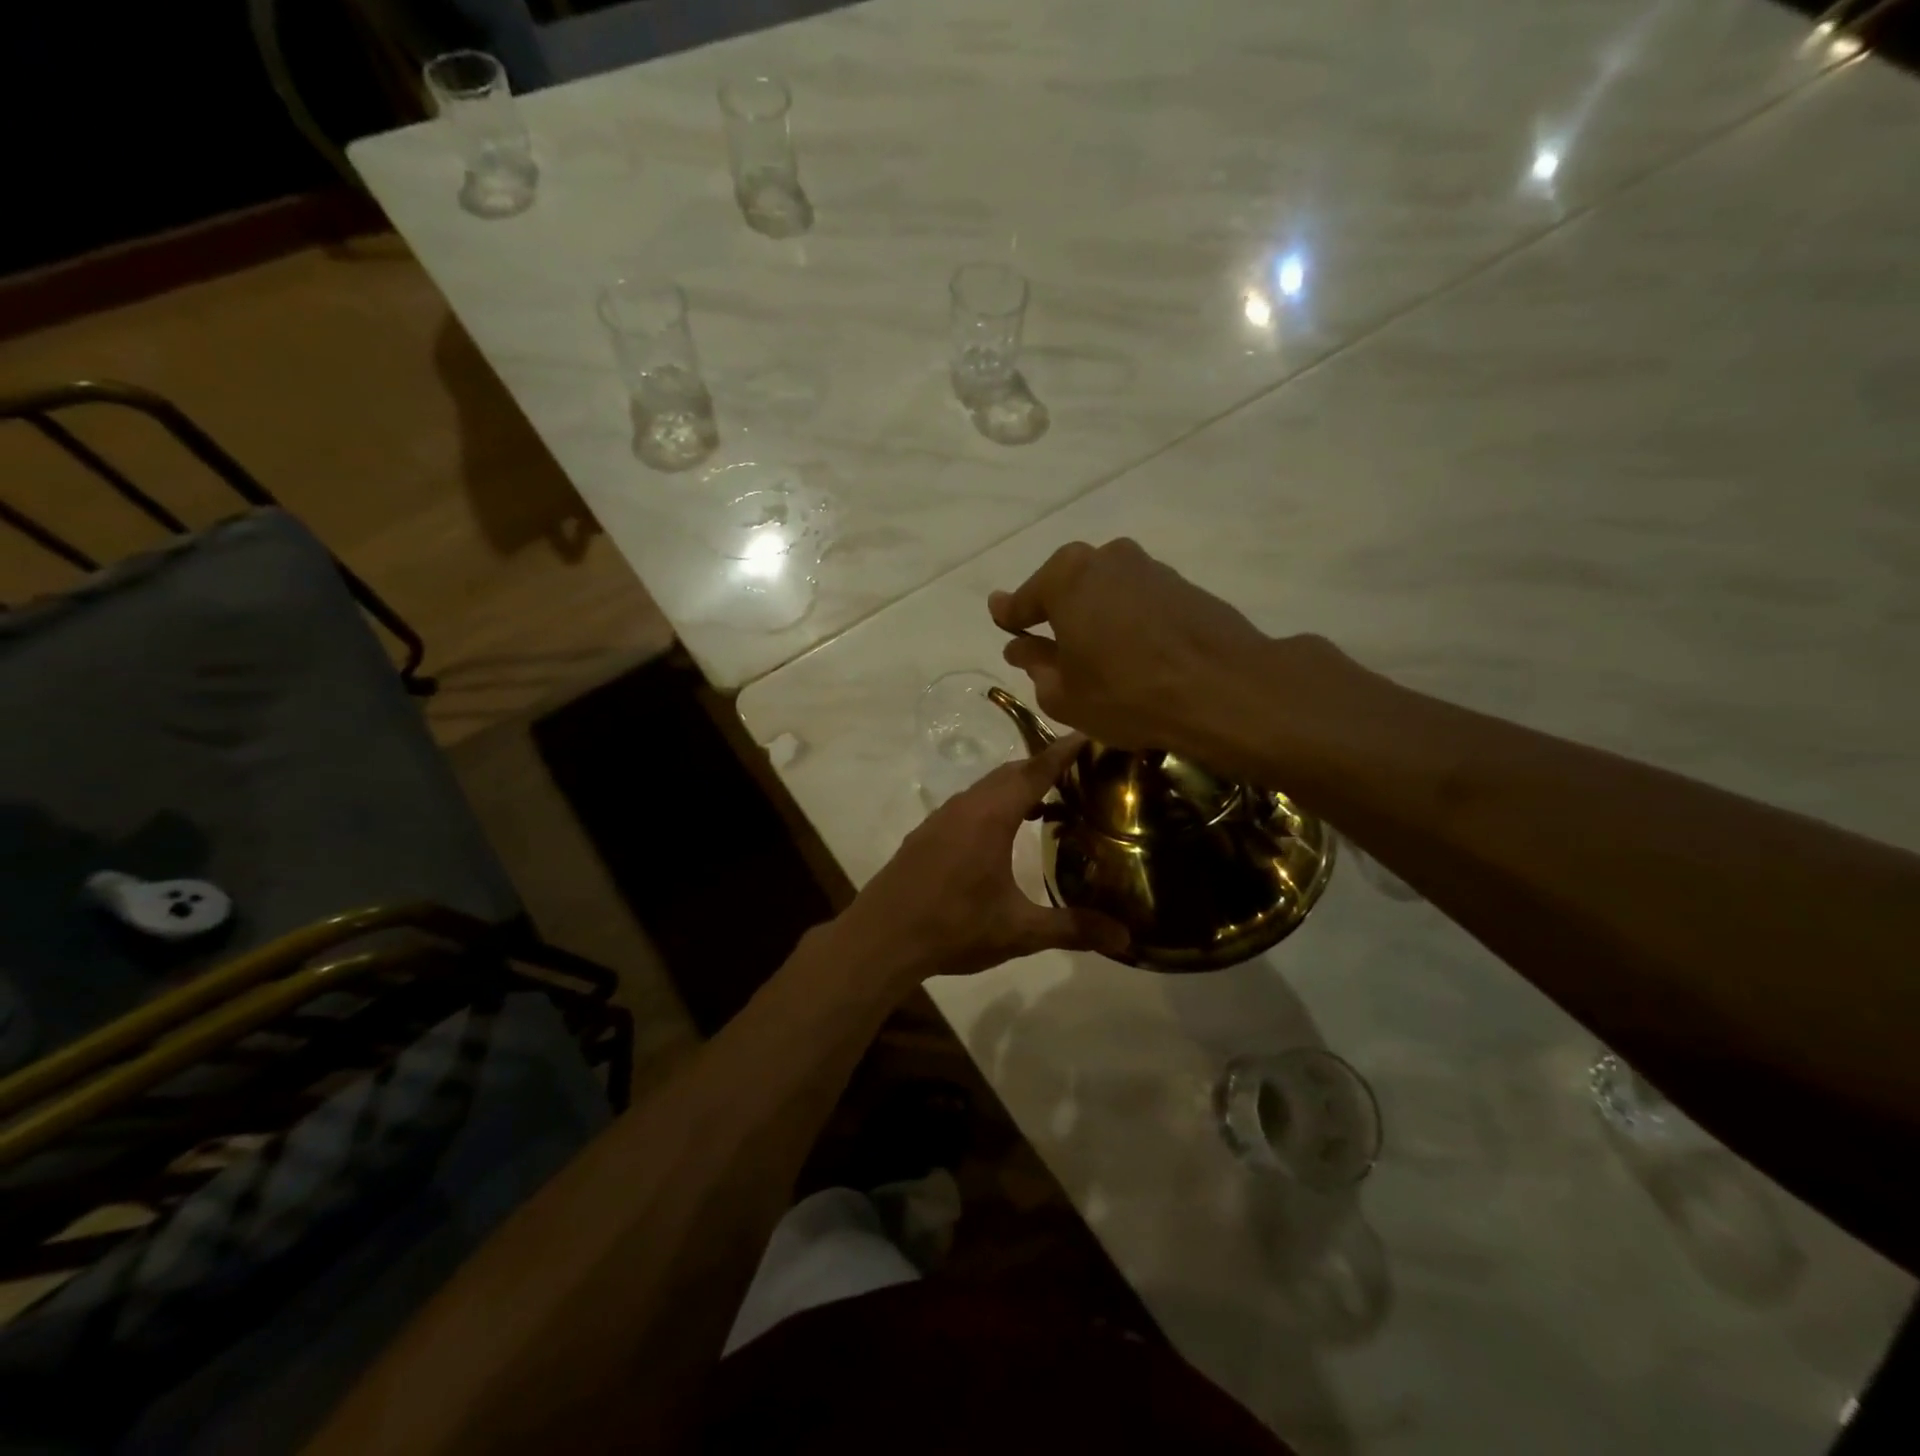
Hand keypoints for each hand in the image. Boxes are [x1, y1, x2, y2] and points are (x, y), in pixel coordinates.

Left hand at [835, 733, 1129, 986]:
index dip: (1064, 751)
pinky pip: (969, 804)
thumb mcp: (1018, 931)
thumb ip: (1072, 928)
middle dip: (1044, 766)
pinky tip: (1004, 832)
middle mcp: (966, 806)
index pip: (1035, 770)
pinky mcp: (927, 834)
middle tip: (1081, 772)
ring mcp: (941, 818)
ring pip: (986, 788)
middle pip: (1011, 773)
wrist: (880, 938)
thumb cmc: (953, 927)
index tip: (1090, 734)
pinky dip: (994, 804)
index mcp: (990, 816)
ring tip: (1050, 800)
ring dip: (1017, 787)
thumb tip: (1126, 939)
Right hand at [989, 539, 1282, 759]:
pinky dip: (1129, 620)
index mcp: (1065, 577)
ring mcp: (1149, 567)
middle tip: (1051, 645)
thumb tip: (1020, 648)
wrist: (1224, 688)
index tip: (1000, 619)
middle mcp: (1105, 558)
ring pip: (1106, 591)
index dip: (1010, 615)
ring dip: (1096, 616)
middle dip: (1056, 613)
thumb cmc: (1127, 693)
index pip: (1024, 599)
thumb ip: (1036, 665)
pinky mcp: (1184, 584)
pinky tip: (1135, 651)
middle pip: (1067, 587)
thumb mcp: (1064, 694)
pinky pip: (1139, 600)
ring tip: (1098, 654)